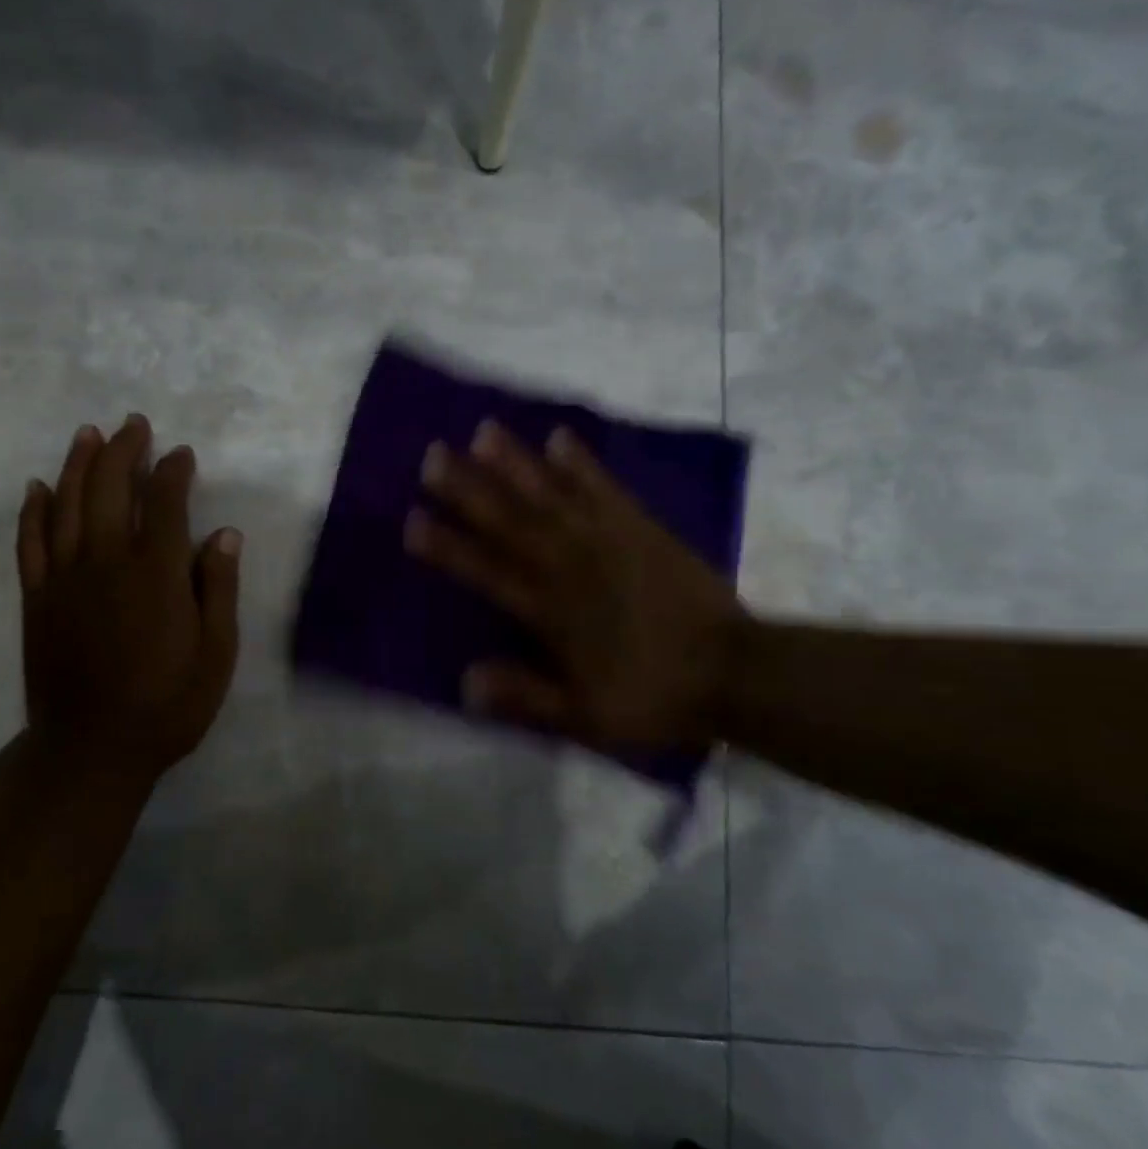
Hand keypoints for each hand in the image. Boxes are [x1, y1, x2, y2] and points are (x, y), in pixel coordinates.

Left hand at [17, 415, 241, 784]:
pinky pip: (30, 542)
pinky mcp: (36, 598)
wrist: (92, 748)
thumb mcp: (216, 653)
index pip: (166, 502)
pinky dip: (34, 510)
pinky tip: (38, 487)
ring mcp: (64, 577)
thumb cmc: (169, 704)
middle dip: (124, 450)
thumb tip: (225, 534)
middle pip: (111, 488)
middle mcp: (107, 561)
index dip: (174, 471)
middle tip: (134, 424)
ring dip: (78, 464)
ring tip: (89, 434)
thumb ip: (219, 588)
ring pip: (67, 504)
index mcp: (157, 573)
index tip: (182, 454)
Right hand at [405, 420, 745, 753]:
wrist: (734, 672)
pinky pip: (605, 489)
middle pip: (512, 522)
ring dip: (516, 463)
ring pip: (552, 496)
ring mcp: (608, 541)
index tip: (413, 520)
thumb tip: (465, 681)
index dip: (449, 547)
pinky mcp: (641, 528)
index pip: (488, 573)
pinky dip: (582, 463)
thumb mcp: (586, 717)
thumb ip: (527, 697)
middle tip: (433, 456)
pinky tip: (559, 437)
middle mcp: (572, 567)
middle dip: (469, 489)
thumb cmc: (653, 696)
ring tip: (484, 431)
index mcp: (553, 613)